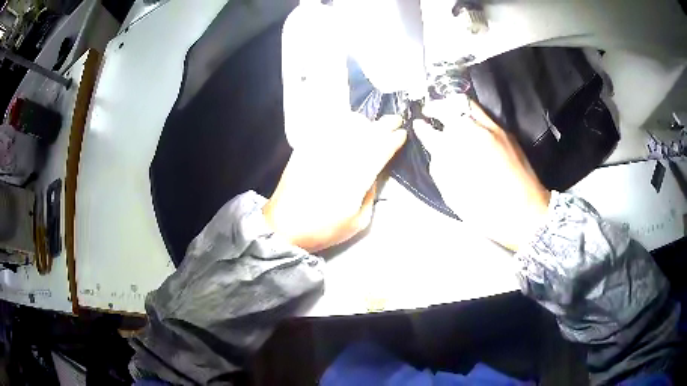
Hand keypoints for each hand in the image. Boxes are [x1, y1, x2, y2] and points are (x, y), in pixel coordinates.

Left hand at [263, 114, 406, 251]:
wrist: (283, 225)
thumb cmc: (323, 229)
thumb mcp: (358, 222)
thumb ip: (370, 194)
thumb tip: (374, 173)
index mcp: (355, 178)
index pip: (380, 150)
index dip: (393, 140)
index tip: (402, 134)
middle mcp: (340, 157)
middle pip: (367, 132)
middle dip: (384, 124)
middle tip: (394, 120)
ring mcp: (321, 149)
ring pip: (348, 124)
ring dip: (364, 122)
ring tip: (369, 126)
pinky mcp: (306, 147)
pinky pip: (328, 126)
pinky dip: (341, 121)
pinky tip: (346, 125)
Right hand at [415, 96, 550, 250]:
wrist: (527, 212)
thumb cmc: (488, 210)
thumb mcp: (456, 196)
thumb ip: (441, 168)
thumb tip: (435, 148)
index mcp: (459, 150)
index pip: (433, 131)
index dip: (422, 128)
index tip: (418, 125)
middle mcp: (476, 132)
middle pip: (452, 106)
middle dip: (437, 106)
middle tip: (430, 111)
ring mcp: (493, 130)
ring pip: (469, 105)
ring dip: (454, 106)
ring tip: (448, 113)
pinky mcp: (507, 133)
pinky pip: (484, 115)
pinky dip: (471, 115)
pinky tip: (469, 126)